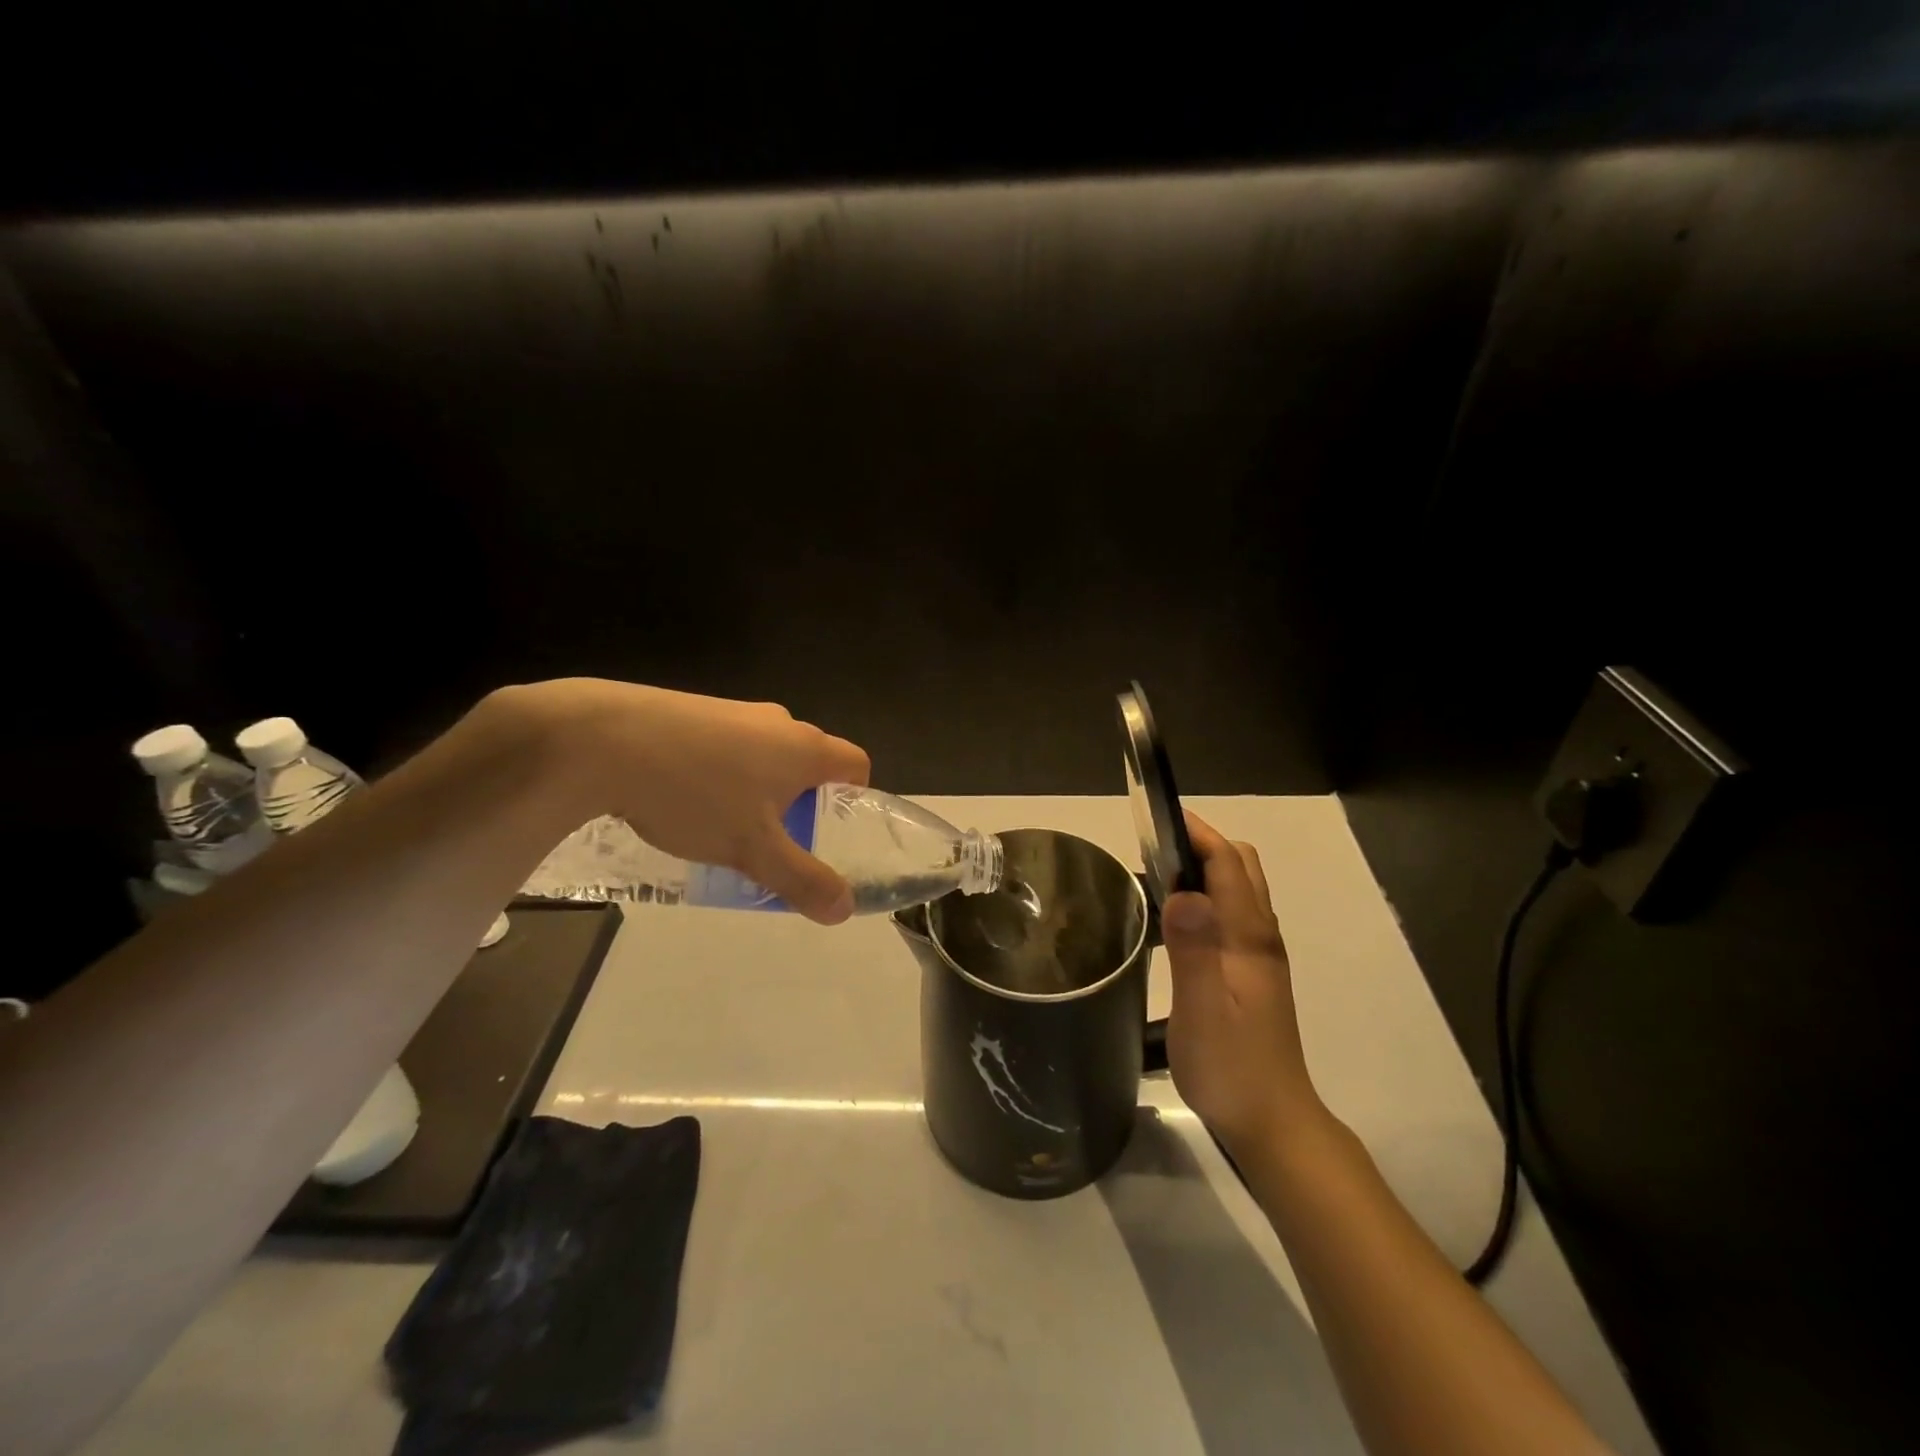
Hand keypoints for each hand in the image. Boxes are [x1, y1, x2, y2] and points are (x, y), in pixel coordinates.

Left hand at [503, 679, 870, 923]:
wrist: (602, 740)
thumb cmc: (696, 795)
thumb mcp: (752, 850)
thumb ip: (801, 880)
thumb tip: (844, 909)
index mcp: (805, 748)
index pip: (856, 764)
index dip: (855, 798)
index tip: (832, 830)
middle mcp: (778, 722)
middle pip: (809, 761)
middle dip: (801, 801)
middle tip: (777, 841)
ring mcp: (733, 711)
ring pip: (765, 755)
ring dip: (759, 789)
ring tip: (725, 827)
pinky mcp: (693, 710)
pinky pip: (727, 746)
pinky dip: (722, 773)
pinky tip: (684, 800)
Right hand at [1162, 811, 1323, 1157]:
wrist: (1272, 1122)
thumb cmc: (1231, 1067)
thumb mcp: (1203, 1010)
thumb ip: (1194, 949)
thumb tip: (1184, 890)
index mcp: (1250, 938)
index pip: (1229, 865)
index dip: (1198, 833)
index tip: (1158, 816)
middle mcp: (1260, 937)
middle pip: (1242, 868)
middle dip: (1203, 844)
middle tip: (1154, 846)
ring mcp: (1259, 955)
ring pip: (1239, 890)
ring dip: (1206, 868)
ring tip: (1158, 874)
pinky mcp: (1251, 973)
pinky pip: (1232, 914)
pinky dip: (1207, 896)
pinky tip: (1178, 919)